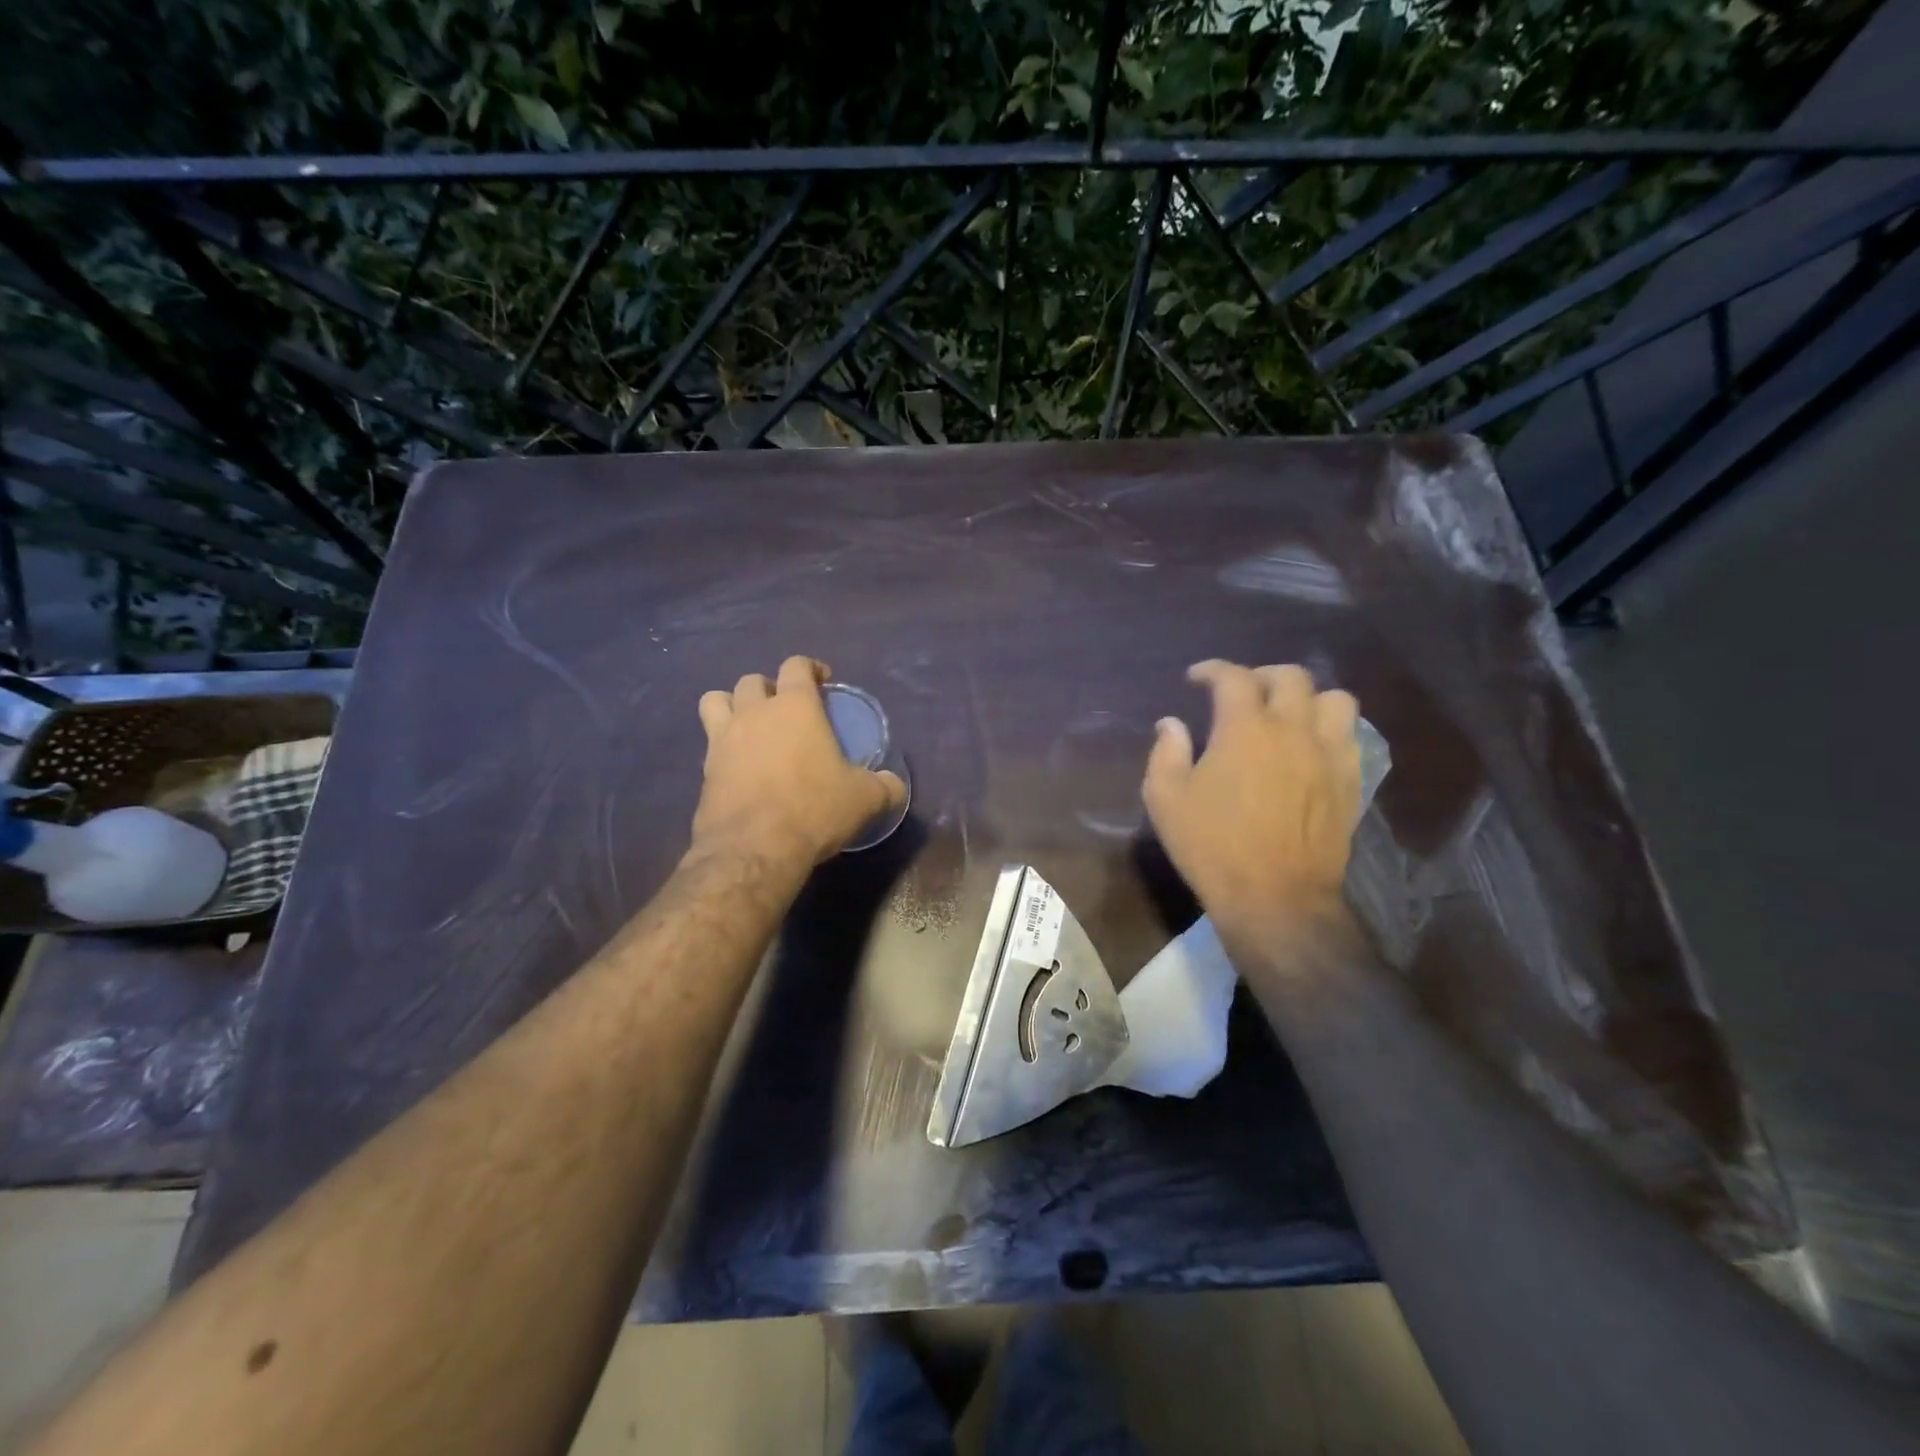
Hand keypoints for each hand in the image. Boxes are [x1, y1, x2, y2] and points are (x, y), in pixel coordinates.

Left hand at [692, 656, 906, 867]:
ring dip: (732, 705)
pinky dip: (722, 746)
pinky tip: (739, 766)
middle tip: (785, 708)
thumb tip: (894, 785)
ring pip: (716, 701)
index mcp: (795, 707)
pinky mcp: (704, 769)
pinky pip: (708, 743)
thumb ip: (884, 786)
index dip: (811, 668)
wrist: (755, 848)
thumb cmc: (814, 809)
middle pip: (752, 681)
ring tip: (749, 725)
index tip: (823, 681)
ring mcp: (722, 739)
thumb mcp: (865, 799)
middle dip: (769, 688)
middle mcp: (754, 713)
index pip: (797, 666)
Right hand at [1142, 661, 1361, 936]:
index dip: (1212, 669)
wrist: (1276, 898)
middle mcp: (1294, 730)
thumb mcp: (1166, 799)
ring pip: (1336, 700)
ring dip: (1309, 698)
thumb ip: (1166, 753)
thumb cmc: (1212, 846)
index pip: (1233, 677)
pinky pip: (1351, 738)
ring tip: (1288, 715)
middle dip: (1262, 675)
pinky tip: (1310, 749)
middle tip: (1242, 692)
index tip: (1196, 677)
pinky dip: (1329, 731)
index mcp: (1246, 729)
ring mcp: (1330, 755)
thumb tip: (1172, 724)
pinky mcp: (1350, 783)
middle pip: (1291, 677)